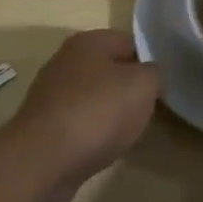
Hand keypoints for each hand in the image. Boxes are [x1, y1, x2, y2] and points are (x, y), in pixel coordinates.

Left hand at [3, 30, 160, 201]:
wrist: (42, 160)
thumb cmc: (97, 112)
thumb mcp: (142, 86)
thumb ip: (154, 74)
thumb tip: (151, 76)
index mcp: (87, 42)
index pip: (128, 43)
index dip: (147, 64)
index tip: (160, 89)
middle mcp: (65, 61)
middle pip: (109, 70)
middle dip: (128, 91)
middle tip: (144, 112)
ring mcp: (51, 93)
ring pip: (93, 98)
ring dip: (109, 114)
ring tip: (124, 134)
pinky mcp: (43, 125)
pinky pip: (78, 123)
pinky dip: (91, 134)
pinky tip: (99, 149)